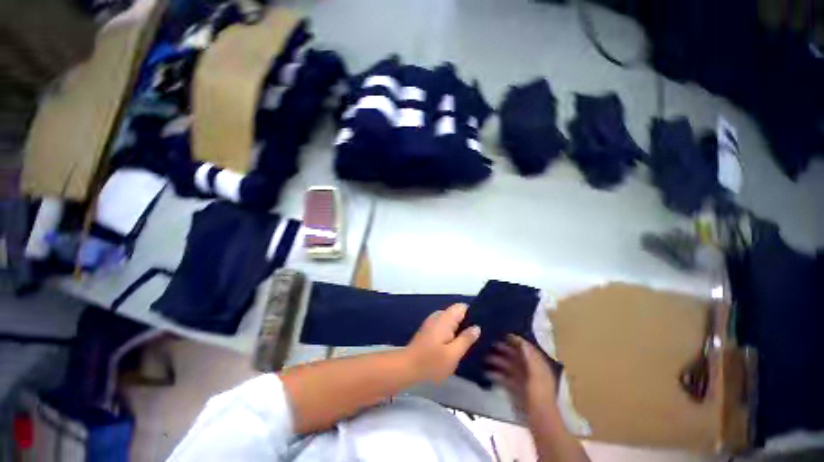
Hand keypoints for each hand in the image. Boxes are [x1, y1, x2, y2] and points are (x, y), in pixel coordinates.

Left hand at [406, 303, 480, 382]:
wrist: (407, 367)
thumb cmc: (431, 362)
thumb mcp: (453, 354)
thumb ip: (466, 339)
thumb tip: (477, 327)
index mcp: (445, 318)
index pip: (462, 307)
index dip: (473, 314)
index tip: (481, 326)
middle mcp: (438, 316)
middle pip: (457, 313)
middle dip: (467, 324)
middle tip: (477, 339)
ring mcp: (432, 322)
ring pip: (451, 320)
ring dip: (459, 330)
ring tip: (468, 344)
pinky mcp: (429, 330)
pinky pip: (444, 326)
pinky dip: (451, 333)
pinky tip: (454, 346)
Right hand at [486, 335, 557, 418]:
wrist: (540, 420)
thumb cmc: (539, 394)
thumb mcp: (537, 373)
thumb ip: (530, 356)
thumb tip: (522, 341)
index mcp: (538, 365)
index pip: (527, 349)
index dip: (517, 341)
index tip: (504, 334)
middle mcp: (531, 371)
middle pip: (516, 356)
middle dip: (504, 350)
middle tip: (490, 344)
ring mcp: (523, 381)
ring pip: (509, 367)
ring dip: (498, 361)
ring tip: (485, 358)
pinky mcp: (516, 390)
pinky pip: (505, 378)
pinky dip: (497, 375)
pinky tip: (487, 373)